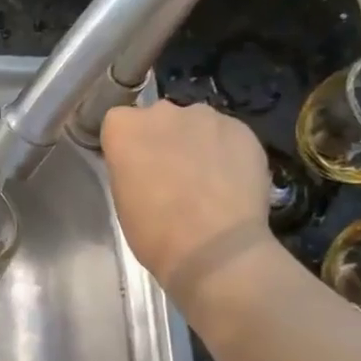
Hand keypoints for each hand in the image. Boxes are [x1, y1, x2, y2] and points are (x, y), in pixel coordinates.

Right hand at [101, 100, 276, 294]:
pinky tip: (230, 181)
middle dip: (162, 139)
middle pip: (158, 118)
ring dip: (195, 142)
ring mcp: (205, 116)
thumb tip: (145, 163)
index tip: (134, 167)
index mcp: (124, 127)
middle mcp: (162, 111)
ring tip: (206, 179)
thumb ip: (130, 166)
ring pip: (195, 124)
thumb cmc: (154, 232)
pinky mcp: (242, 129)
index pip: (119, 123)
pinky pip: (227, 135)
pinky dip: (226, 151)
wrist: (215, 249)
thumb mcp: (122, 197)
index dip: (128, 146)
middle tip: (170, 173)